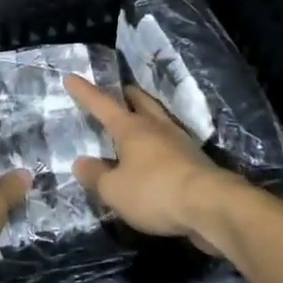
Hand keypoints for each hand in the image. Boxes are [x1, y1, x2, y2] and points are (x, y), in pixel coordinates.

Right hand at [65, 74, 240, 251]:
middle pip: (139, 101)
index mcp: (131, 128)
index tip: (71, 77)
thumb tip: (82, 163)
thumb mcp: (114, 190)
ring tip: (136, 122)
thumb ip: (95, 176)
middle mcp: (156, 127)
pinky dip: (159, 143)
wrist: (210, 205)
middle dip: (126, 95)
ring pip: (159, 119)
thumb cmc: (154, 191)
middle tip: (117, 93)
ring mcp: (179, 141)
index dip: (85, 92)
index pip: (102, 104)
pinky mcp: (195, 160)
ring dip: (146, 116)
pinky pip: (170, 143)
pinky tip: (155, 156)